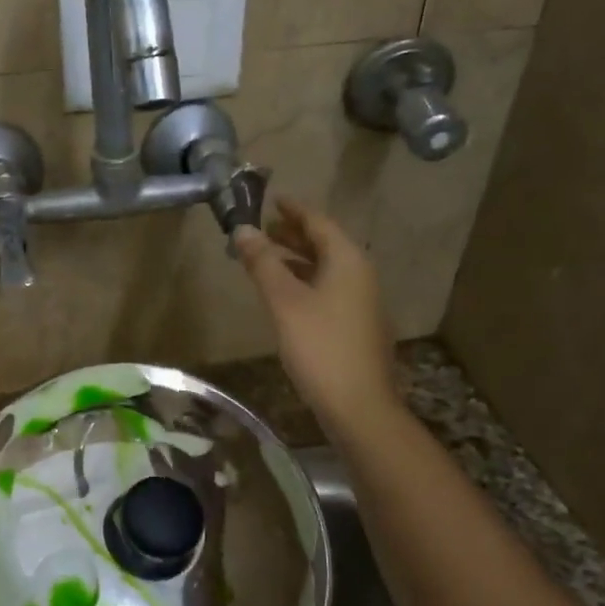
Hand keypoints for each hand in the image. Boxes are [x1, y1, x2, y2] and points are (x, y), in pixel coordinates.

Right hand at [232, 197, 401, 433]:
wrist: (358, 406)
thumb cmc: (320, 347)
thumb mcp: (284, 302)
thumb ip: (263, 264)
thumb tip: (243, 230)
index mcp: (347, 261)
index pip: (319, 223)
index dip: (294, 210)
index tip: (272, 199)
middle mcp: (360, 275)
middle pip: (325, 244)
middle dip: (293, 234)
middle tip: (263, 228)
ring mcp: (361, 302)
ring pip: (326, 268)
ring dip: (297, 259)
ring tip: (266, 257)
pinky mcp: (356, 326)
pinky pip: (328, 289)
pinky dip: (305, 281)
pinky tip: (285, 294)